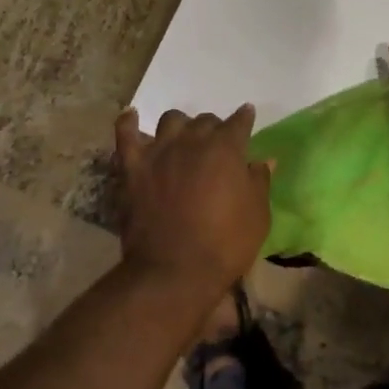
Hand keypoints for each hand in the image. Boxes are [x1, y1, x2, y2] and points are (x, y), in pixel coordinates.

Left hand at [115, 105, 271, 301]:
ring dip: (180, 126)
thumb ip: (260, 181)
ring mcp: (159, 151)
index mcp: (226, 148)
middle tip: (216, 144)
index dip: (244, 118)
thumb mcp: (258, 215)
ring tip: (182, 138)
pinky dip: (128, 123)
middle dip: (214, 128)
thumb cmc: (225, 244)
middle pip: (204, 120)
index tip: (247, 116)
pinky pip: (126, 135)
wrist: (175, 271)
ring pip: (170, 120)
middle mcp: (192, 141)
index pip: (239, 122)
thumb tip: (263, 160)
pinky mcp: (132, 167)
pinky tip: (131, 117)